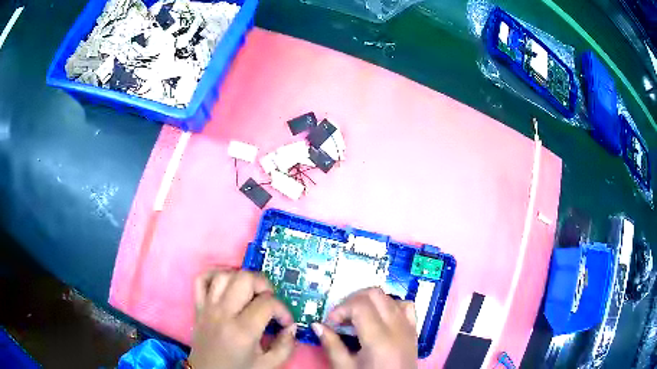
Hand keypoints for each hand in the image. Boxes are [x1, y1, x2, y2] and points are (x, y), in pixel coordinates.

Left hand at [189, 269, 296, 368]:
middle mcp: (223, 313)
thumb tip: (292, 327)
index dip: (283, 310)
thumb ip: (286, 346)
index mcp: (242, 330)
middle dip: (264, 285)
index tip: (286, 322)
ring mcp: (207, 307)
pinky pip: (201, 279)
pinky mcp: (198, 306)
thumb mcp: (268, 365)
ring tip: (251, 293)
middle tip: (270, 301)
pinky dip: (215, 275)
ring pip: (224, 275)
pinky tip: (228, 285)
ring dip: (242, 279)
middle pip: (245, 278)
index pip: (268, 303)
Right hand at [312, 288, 417, 368]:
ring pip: (390, 297)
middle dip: (353, 300)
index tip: (331, 322)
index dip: (341, 309)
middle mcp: (397, 328)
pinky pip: (406, 306)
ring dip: (370, 302)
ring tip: (357, 318)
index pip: (360, 305)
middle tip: (341, 317)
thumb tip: (317, 325)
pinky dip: (391, 305)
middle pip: (375, 294)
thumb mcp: (345, 367)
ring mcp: (408, 327)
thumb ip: (331, 345)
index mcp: (379, 339)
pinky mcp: (414, 330)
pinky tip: (380, 318)